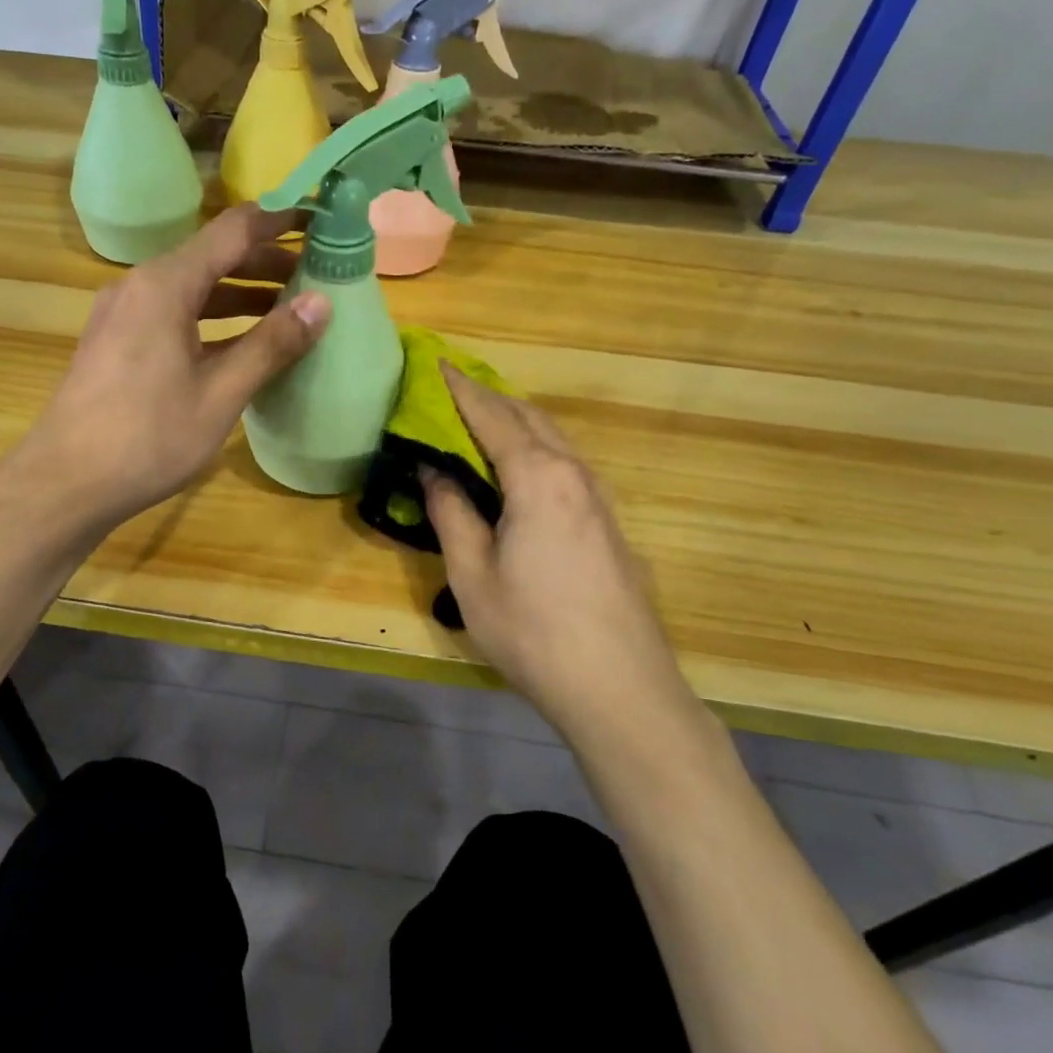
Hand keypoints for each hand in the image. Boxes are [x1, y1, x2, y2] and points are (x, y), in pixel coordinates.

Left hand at [9, 204, 330, 530]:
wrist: (65, 484)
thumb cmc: (147, 438)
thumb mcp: (220, 393)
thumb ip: (271, 345)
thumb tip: (321, 303)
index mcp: (165, 284)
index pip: (234, 230)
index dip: (281, 220)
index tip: (322, 220)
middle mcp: (140, 286)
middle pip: (212, 256)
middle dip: (266, 262)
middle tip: (318, 275)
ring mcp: (123, 314)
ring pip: (193, 288)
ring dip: (241, 293)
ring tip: (289, 308)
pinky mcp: (117, 342)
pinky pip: (174, 314)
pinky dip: (212, 318)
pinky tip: (241, 343)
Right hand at [420, 365, 694, 729]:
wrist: (620, 689)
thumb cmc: (533, 631)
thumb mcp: (472, 574)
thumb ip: (451, 512)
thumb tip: (432, 469)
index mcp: (537, 477)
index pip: (491, 415)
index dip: (460, 389)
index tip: (435, 364)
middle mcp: (573, 473)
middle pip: (528, 417)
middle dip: (488, 398)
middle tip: (449, 393)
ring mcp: (599, 497)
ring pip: (553, 438)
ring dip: (514, 422)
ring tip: (478, 424)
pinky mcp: (608, 522)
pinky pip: (565, 464)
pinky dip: (535, 448)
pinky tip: (518, 470)